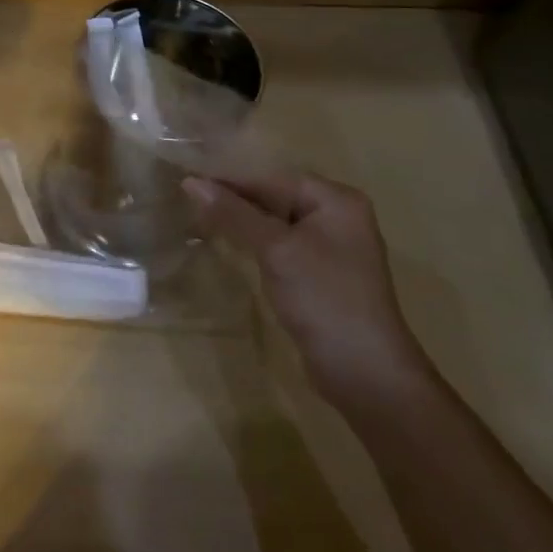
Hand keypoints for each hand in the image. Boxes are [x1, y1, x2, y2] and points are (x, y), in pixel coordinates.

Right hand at [181, 168, 429, 405]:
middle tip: (187, 201)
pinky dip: (253, 242)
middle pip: (273, 196)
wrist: (365, 373)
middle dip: (233, 200)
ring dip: (240, 221)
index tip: (188, 182)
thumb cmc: (324, 298)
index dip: (229, 180)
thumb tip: (190, 181)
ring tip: (198, 219)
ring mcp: (329, 246)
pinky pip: (279, 244)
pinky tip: (227, 244)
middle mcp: (336, 216)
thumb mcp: (275, 249)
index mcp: (336, 200)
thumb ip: (234, 213)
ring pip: (273, 222)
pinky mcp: (319, 272)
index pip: (271, 178)